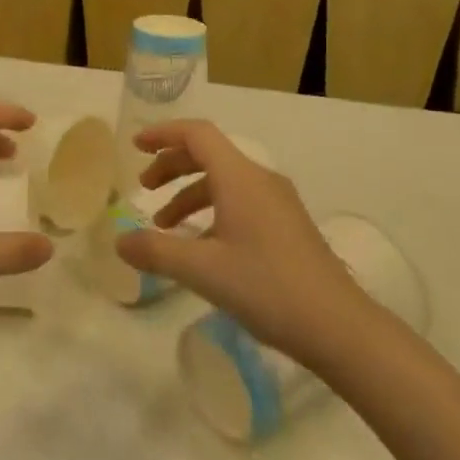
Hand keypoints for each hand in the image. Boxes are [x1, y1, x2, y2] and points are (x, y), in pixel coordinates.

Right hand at [116, 120, 370, 362]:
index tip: (134, 146)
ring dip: (190, 194)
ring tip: (165, 227)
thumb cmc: (268, 288)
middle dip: (172, 166)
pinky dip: (212, 212)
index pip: (197, 134)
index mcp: (240, 178)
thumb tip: (119, 241)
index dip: (163, 134)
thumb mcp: (203, 271)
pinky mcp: (287, 226)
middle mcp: (260, 180)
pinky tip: (202, 248)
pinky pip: (240, 202)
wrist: (339, 326)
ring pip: (224, 182)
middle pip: (209, 155)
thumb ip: (156, 252)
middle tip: (144, 189)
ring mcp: (278, 202)